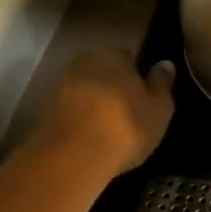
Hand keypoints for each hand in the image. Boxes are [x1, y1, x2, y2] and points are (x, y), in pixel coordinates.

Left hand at [31, 48, 175, 177]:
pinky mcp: (45, 112)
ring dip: (95, 104)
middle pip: (104, 71)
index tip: (144, 96)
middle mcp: (84, 62)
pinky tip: (91, 139)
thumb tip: (165, 64)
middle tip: (129, 113)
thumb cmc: (125, 126)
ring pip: (86, 91)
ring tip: (110, 130)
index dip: (137, 75)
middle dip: (114, 87)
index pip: (128, 57)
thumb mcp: (158, 108)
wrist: (72, 157)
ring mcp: (60, 86)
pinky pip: (72, 111)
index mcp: (113, 54)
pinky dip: (81, 120)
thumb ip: (162, 84)